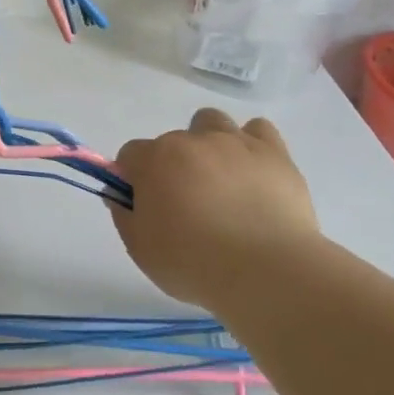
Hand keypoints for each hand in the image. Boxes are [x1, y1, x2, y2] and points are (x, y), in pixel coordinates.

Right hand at [109, 108, 324, 316]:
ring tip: (220, 180)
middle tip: (187, 205)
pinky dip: (251, 145)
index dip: (133, 179)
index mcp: (155, 160)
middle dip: (173, 167)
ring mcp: (234, 142)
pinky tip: (253, 172)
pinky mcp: (273, 152)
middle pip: (171, 142)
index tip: (145, 206)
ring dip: (208, 144)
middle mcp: (191, 140)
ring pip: (211, 122)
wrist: (267, 272)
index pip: (130, 155)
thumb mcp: (141, 249)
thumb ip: (124, 215)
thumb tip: (120, 195)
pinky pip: (258, 129)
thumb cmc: (194, 264)